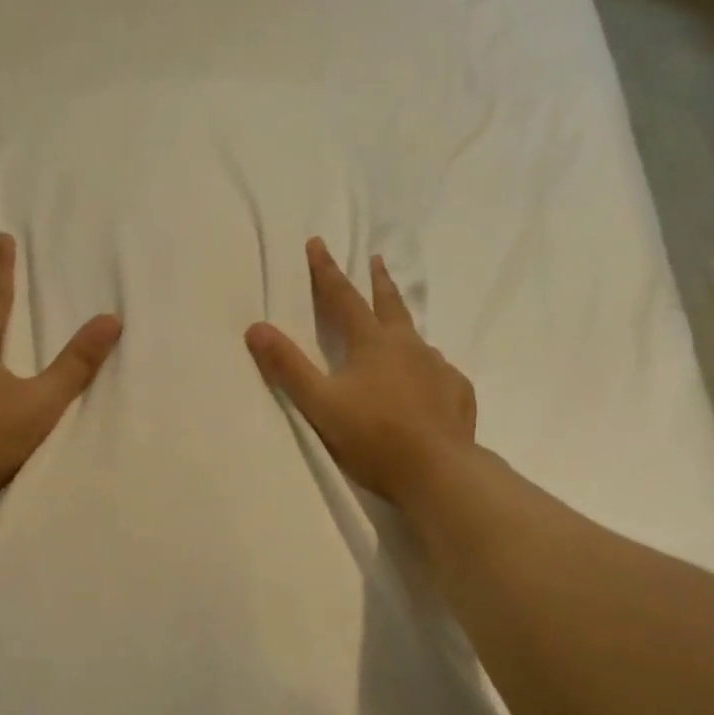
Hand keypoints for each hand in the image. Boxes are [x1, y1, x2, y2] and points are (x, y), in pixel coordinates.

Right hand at [246, 237, 475, 505]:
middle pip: (390, 304)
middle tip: (376, 259)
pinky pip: (439, 373)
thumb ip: (288, 367)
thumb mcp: (320, 404)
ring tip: (398, 334)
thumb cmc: (372, 437)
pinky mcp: (457, 392)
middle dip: (378, 281)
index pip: (343, 298)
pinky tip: (426, 384)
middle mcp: (408, 346)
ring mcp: (438, 368)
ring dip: (403, 328)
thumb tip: (255, 328)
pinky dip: (426, 370)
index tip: (318, 243)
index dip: (327, 271)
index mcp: (372, 343)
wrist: (436, 471)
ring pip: (417, 340)